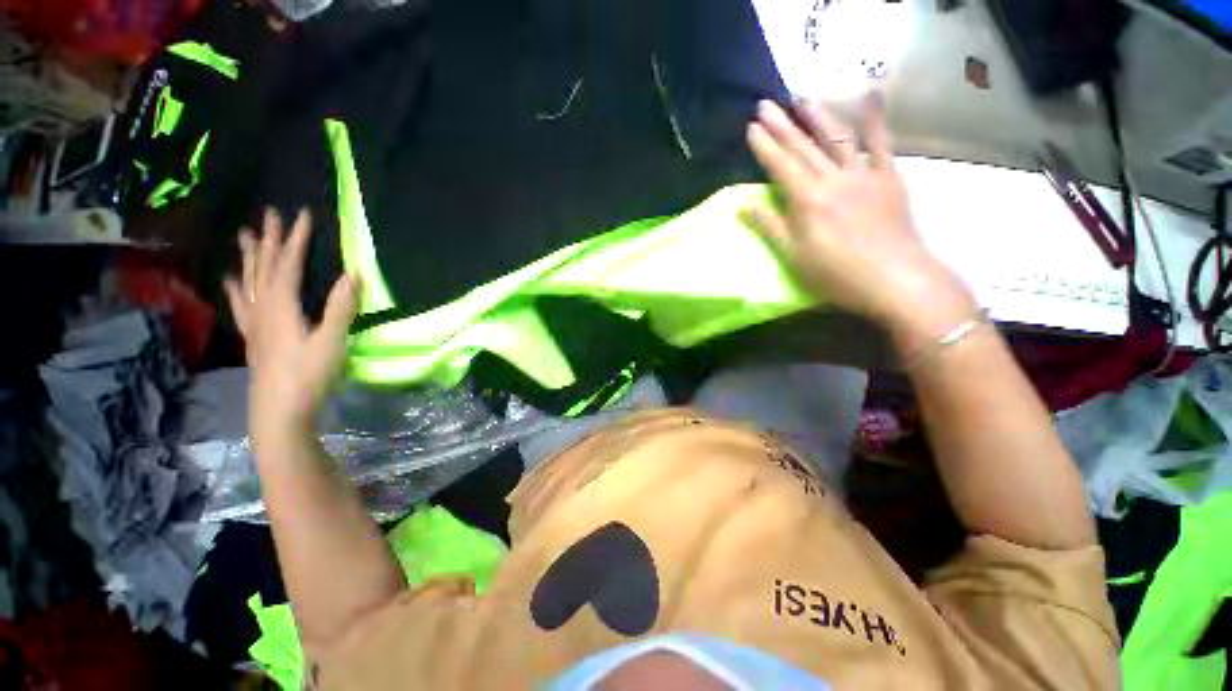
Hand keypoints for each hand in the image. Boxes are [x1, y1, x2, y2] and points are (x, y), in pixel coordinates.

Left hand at [224, 209, 358, 441]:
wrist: (279, 411)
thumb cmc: (308, 376)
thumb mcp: (331, 341)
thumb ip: (340, 306)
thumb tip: (354, 273)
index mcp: (282, 307)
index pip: (288, 264)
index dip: (295, 239)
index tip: (302, 214)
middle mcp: (263, 309)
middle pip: (263, 267)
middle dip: (268, 240)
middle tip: (268, 214)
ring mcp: (255, 324)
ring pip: (249, 282)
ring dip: (249, 258)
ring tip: (244, 236)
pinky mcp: (255, 338)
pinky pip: (241, 306)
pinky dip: (236, 290)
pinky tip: (231, 281)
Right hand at [746, 95, 975, 349]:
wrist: (895, 279)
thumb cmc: (836, 274)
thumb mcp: (794, 257)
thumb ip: (771, 227)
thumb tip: (746, 206)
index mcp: (807, 200)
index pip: (781, 166)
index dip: (765, 147)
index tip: (752, 128)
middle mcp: (833, 179)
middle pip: (803, 148)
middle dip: (782, 126)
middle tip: (766, 105)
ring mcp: (863, 174)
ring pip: (836, 139)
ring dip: (818, 117)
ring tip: (802, 99)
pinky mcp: (889, 177)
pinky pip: (881, 144)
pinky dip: (875, 120)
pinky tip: (870, 98)